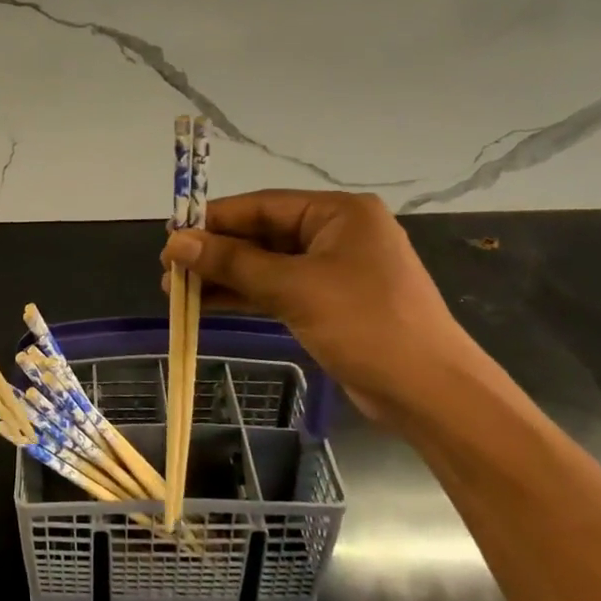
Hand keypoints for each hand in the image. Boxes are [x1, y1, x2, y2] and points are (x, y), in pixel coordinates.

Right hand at [159, 189, 501, 426]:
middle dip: (216, 253)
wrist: (431, 395)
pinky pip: (278, 289)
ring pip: (267, 265)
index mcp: (338, 213)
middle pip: (262, 234)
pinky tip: (207, 304)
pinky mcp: (330, 303)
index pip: (262, 205)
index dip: (213, 220)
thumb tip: (175, 243)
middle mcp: (337, 233)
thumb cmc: (366, 325)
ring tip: (176, 292)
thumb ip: (233, 263)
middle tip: (169, 270)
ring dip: (225, 277)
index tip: (171, 236)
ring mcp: (334, 270)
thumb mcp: (294, 288)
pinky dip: (245, 296)